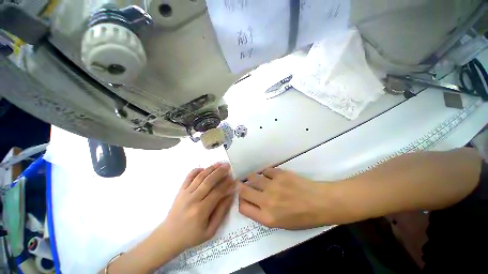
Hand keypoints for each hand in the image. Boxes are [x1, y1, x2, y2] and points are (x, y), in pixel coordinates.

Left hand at [160, 163, 235, 252]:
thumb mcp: (210, 230)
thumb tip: (230, 196)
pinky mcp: (180, 191)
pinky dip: (196, 170)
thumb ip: (221, 212)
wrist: (168, 237)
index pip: (217, 192)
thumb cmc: (192, 236)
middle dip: (220, 172)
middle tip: (228, 166)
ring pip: (200, 177)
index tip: (234, 179)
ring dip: (211, 169)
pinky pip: (188, 177)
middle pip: (209, 181)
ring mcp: (185, 193)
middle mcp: (193, 199)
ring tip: (219, 163)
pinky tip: (204, 168)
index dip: (227, 185)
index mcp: (201, 211)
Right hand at [238, 168, 330, 228]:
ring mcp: (272, 185)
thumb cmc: (302, 217)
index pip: (243, 207)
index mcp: (267, 217)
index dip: (241, 201)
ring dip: (253, 178)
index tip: (243, 197)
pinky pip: (266, 171)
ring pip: (252, 177)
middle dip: (241, 187)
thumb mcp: (280, 224)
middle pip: (243, 190)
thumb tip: (252, 202)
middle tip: (244, 184)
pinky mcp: (279, 174)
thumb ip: (263, 214)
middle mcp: (266, 201)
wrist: (320, 203)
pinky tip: (272, 176)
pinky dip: (266, 173)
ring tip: (258, 179)